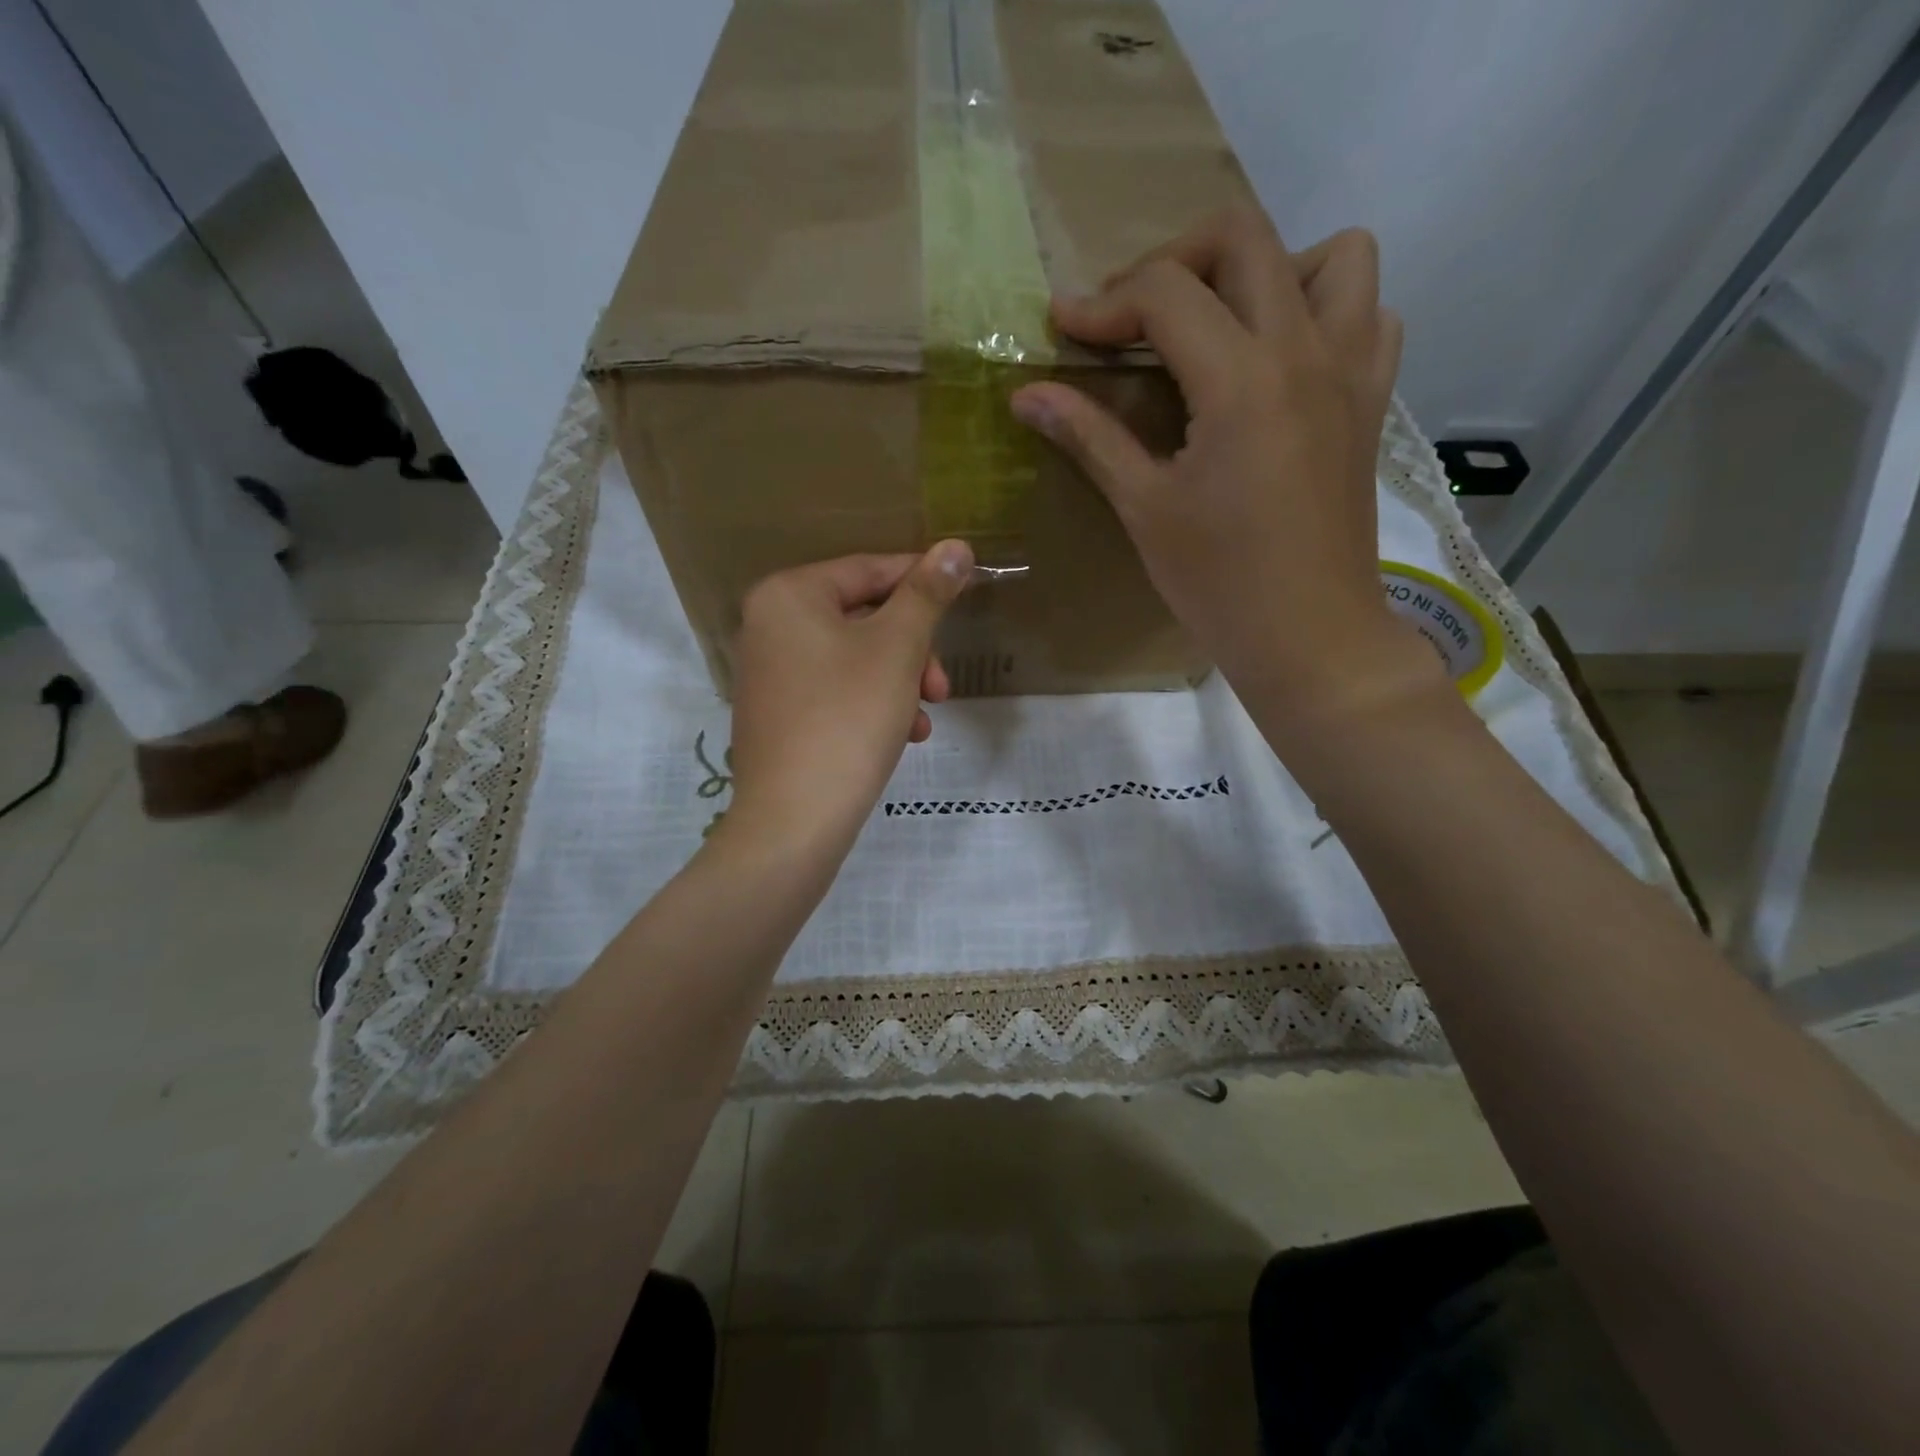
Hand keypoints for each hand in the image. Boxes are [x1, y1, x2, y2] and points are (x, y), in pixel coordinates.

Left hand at [725, 542, 972, 857]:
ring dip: (899, 682)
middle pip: (863, 618)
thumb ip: (927, 593)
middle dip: (912, 651)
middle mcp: (768, 625)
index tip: (965, 596)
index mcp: (789, 594)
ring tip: (924, 719)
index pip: (870, 570)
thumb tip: (956, 546)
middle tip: (940, 687)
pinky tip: (902, 736)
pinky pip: (835, 690)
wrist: (794, 819)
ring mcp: (769, 672)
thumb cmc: (848, 718)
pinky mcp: (776, 714)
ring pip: (855, 659)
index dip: (923, 582)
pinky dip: (872, 704)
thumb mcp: (898, 648)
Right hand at [1009, 208, 1438, 732]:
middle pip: (1241, 238)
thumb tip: (1027, 394)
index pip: (1165, 292)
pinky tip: (1282, 362)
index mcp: (1241, 380)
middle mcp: (1305, 350)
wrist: (1308, 636)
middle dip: (1171, 262)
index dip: (1102, 304)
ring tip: (1222, 327)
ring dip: (1267, 270)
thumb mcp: (1145, 508)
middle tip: (1131, 318)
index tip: (1063, 329)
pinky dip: (1326, 312)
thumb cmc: (1218, 582)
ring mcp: (1351, 370)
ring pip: (1332, 256)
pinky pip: (1370, 314)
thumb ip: (1089, 437)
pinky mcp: (1371, 401)